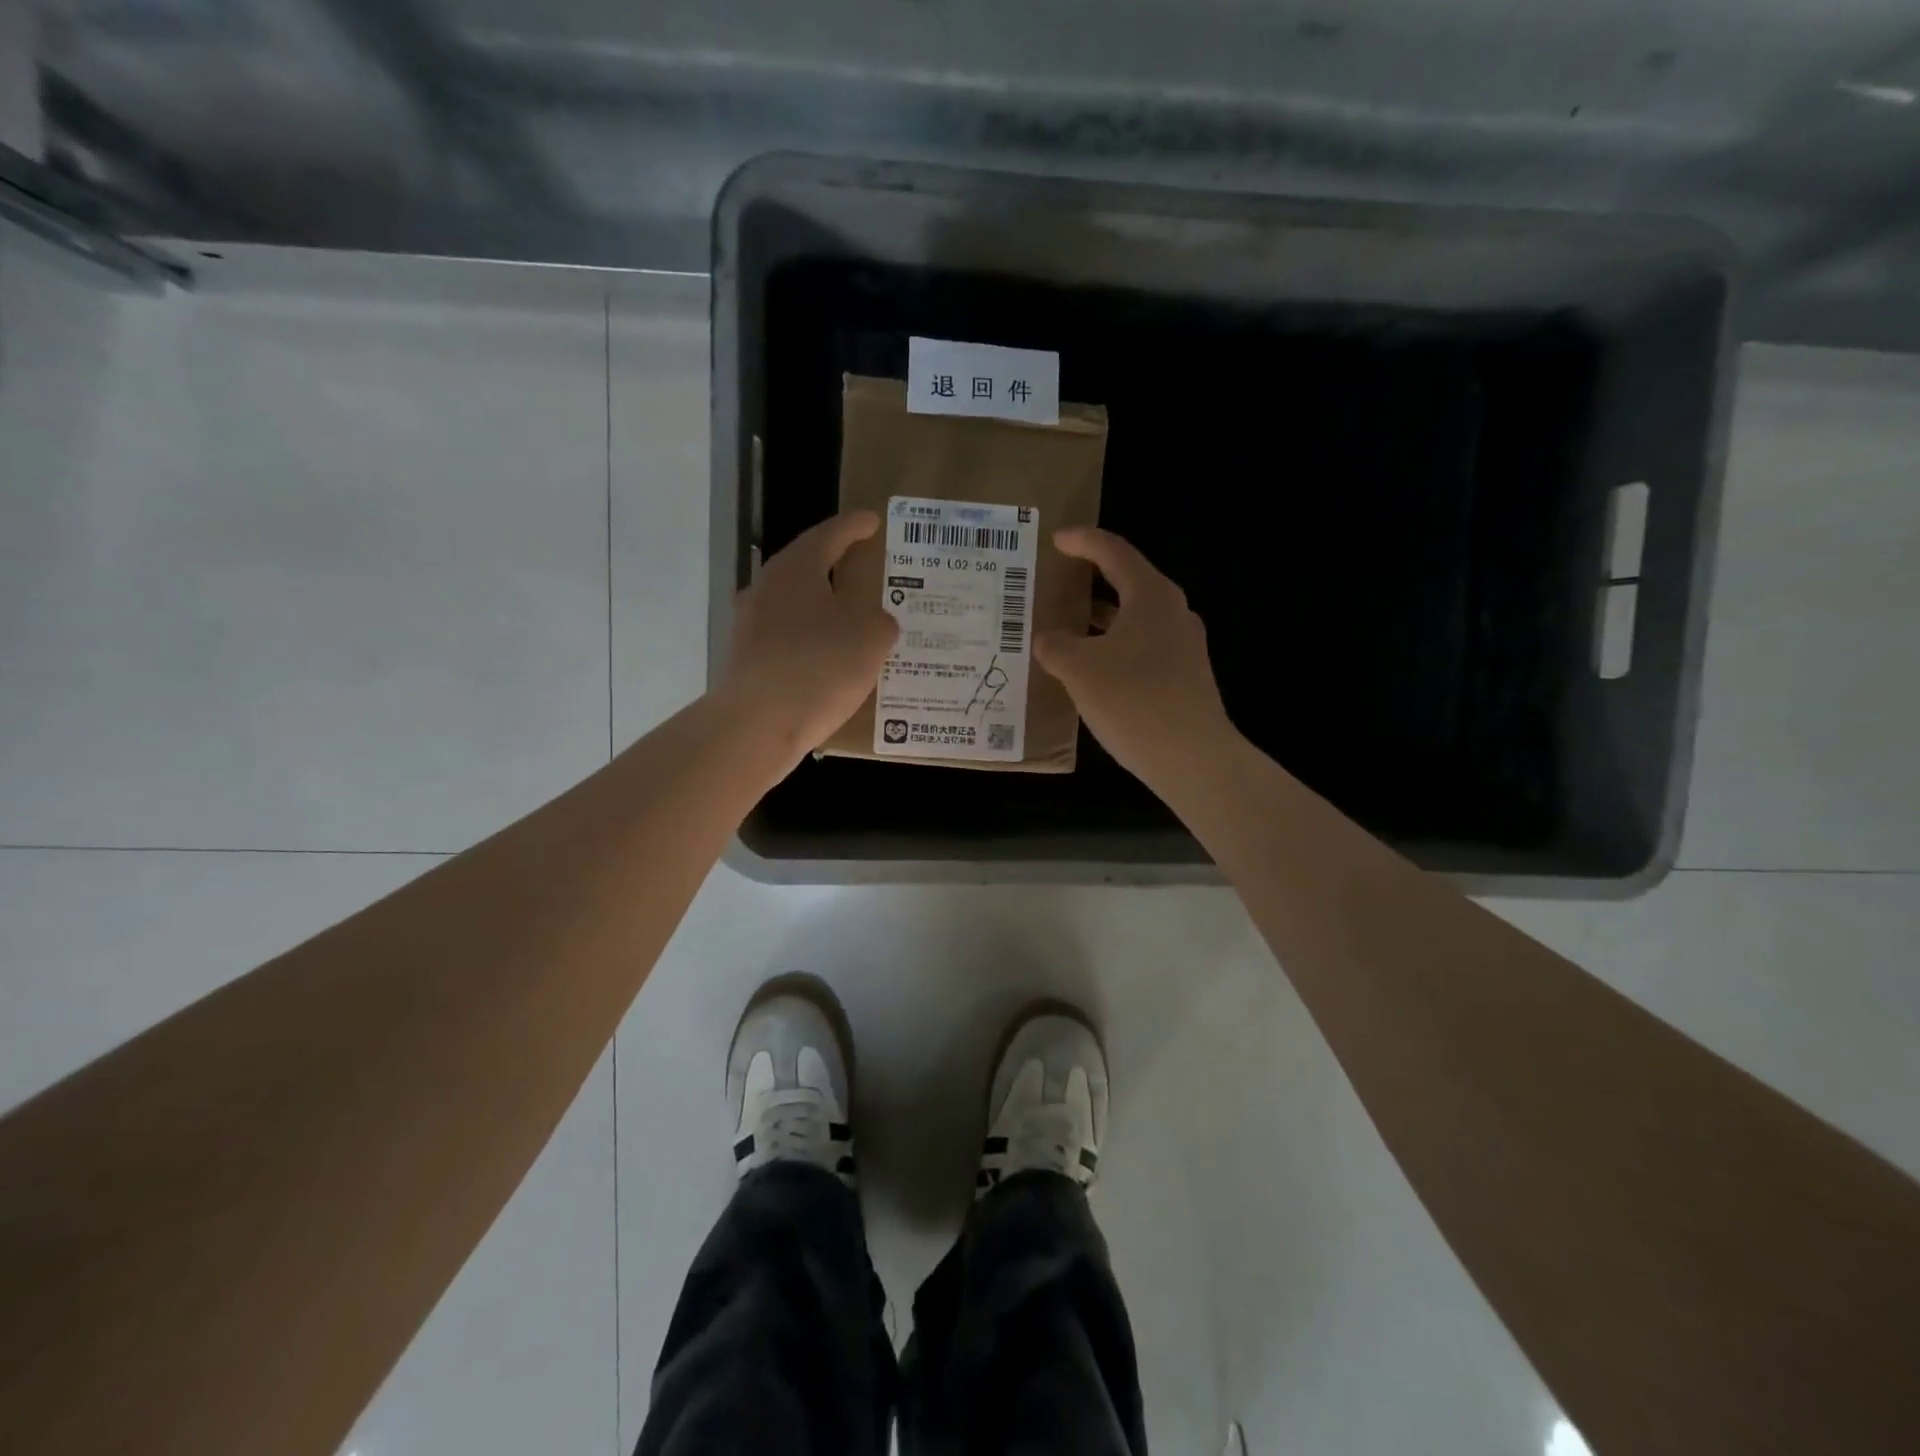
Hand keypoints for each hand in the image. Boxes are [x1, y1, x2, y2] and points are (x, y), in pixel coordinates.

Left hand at [719, 510, 899, 761]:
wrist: (756, 725)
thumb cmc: (818, 667)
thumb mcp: (870, 639)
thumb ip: (881, 621)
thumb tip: (874, 621)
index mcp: (796, 569)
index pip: (830, 535)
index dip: (855, 527)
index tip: (872, 521)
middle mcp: (766, 588)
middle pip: (806, 568)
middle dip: (836, 568)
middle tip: (864, 569)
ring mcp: (750, 625)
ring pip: (795, 605)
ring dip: (823, 609)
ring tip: (853, 621)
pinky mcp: (747, 659)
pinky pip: (787, 639)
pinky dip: (811, 642)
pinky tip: (830, 662)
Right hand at [1034, 527, 1235, 786]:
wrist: (1192, 757)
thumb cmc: (1133, 699)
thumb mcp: (1079, 670)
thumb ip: (1056, 646)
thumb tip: (1046, 639)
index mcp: (1151, 596)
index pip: (1113, 552)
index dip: (1082, 542)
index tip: (1056, 540)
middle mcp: (1173, 612)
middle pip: (1128, 583)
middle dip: (1091, 581)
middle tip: (1058, 582)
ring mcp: (1184, 646)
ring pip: (1135, 619)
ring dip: (1102, 620)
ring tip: (1067, 627)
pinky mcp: (1185, 676)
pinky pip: (1143, 648)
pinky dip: (1115, 647)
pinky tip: (1092, 670)